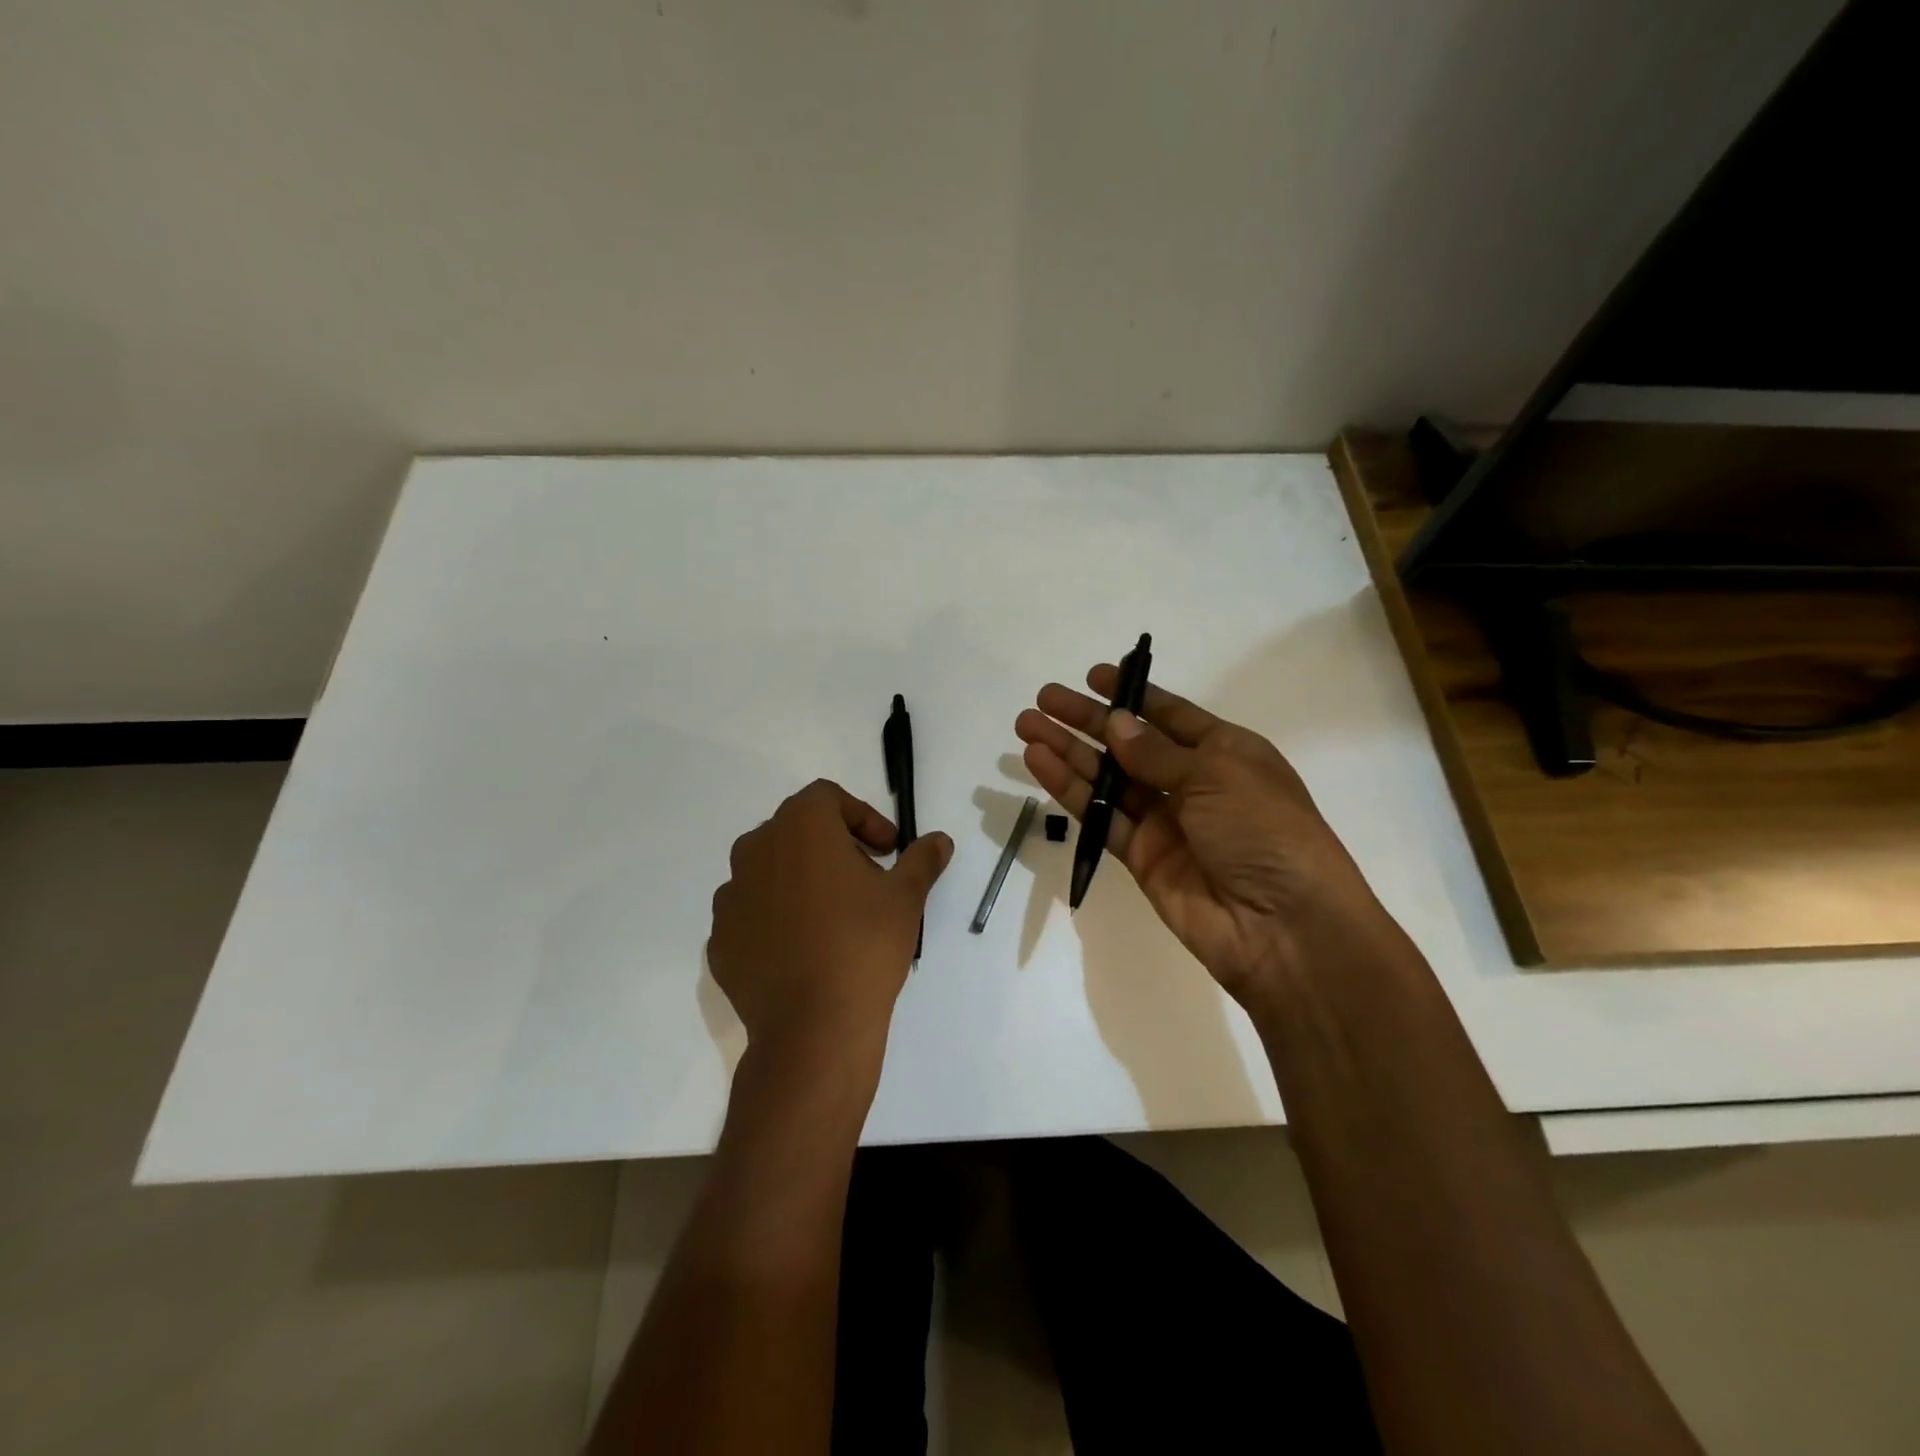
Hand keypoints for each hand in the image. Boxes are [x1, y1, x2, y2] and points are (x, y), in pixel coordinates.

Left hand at [707, 779, 952, 1066]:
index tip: (887, 851)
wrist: (813, 1026)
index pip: (828, 798)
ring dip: (801, 880)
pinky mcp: (720, 939)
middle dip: (833, 846)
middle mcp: (756, 849)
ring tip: (833, 917)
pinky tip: (803, 950)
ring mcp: (731, 896)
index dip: (863, 817)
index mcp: (800, 826)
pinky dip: (776, 918)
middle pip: (796, 830)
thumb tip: (940, 841)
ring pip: (770, 871)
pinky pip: (752, 913)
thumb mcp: (905, 897)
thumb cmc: (864, 944)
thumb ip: (922, 859)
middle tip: (866, 879)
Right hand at [1015, 667, 1390, 1009]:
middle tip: (1044, 699)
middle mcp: (1193, 783)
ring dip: (1068, 751)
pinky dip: (1070, 790)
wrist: (1283, 927)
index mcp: (1226, 752)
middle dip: (1087, 720)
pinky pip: (1100, 816)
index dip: (1133, 695)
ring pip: (1107, 778)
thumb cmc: (1264, 832)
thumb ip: (1157, 752)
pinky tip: (1040, 764)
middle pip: (1130, 743)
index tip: (1093, 676)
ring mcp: (1164, 821)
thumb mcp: (1218, 775)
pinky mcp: (1141, 856)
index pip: (1171, 715)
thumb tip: (1116, 722)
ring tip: (1027, 726)